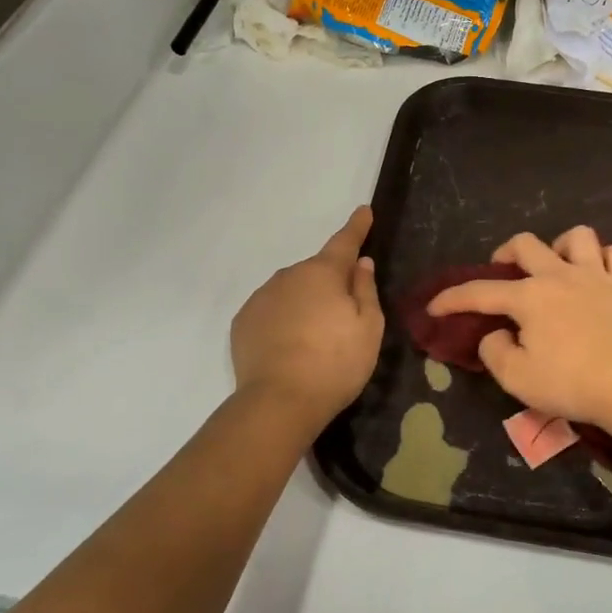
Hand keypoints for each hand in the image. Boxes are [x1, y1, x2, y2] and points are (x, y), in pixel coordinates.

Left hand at [232, 208, 383, 428]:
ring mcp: (261, 298)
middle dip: (330, 282)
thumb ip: (365, 290)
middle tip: (343, 315)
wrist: (279, 401)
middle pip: (316, 272)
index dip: (357, 227)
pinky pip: (271, 311)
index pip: (344, 242)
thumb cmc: (335, 363)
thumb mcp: (368, 327)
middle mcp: (288, 276)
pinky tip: (290, 347)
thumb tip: (360, 263)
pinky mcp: (243, 322)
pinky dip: (283, 320)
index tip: (363, 211)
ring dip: (305, 303)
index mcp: (323, 273)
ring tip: (315, 339)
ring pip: (291, 291)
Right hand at [427, 227, 611, 430]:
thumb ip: (495, 352)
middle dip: (505, 253)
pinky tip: (599, 274)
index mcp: (529, 298)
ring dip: (560, 246)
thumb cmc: (574, 384)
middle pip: (525, 244)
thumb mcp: (518, 379)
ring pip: (577, 237)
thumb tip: (494, 334)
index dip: (451, 299)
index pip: (479, 292)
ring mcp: (599, 275)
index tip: (434, 307)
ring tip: (557, 267)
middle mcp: (560, 275)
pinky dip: (605, 259)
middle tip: (503, 273)